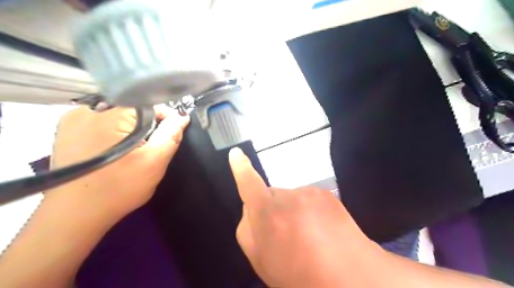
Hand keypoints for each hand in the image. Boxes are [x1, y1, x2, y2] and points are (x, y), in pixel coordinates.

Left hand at [48, 106, 187, 217]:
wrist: (75, 215)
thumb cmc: (120, 187)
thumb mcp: (155, 161)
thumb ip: (171, 134)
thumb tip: (182, 117)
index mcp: (110, 113)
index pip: (149, 103)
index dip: (165, 118)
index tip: (171, 135)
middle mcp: (88, 109)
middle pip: (132, 108)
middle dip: (148, 125)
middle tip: (152, 147)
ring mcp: (73, 119)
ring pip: (117, 115)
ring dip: (131, 129)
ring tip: (135, 150)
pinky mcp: (66, 131)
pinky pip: (101, 122)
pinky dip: (114, 132)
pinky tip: (116, 151)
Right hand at [228, 147, 380, 286]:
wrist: (349, 278)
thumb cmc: (298, 273)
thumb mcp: (261, 259)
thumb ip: (248, 229)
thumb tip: (250, 208)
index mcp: (267, 213)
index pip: (249, 184)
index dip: (241, 168)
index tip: (236, 153)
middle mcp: (287, 196)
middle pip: (272, 196)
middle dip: (273, 209)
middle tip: (286, 235)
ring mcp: (309, 193)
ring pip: (292, 198)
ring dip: (293, 211)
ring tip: (308, 237)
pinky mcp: (326, 193)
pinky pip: (309, 199)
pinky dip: (311, 211)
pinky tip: (322, 231)